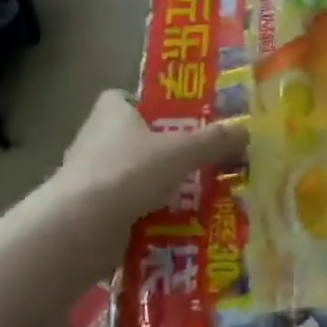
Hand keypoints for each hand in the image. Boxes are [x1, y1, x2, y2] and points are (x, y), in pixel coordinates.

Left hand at [55, 90, 246, 219]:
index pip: (123, 98)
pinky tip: (177, 226)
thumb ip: (214, 141)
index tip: (177, 119)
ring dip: (157, 187)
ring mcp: (89, 179)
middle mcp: (95, 141)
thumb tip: (245, 130)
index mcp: (111, 114)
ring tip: (198, 197)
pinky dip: (148, 217)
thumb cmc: (129, 172)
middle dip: (162, 151)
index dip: (148, 105)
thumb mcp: (182, 152)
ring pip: (131, 177)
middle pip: (132, 140)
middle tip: (200, 160)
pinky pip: (127, 210)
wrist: (81, 228)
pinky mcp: (90, 214)